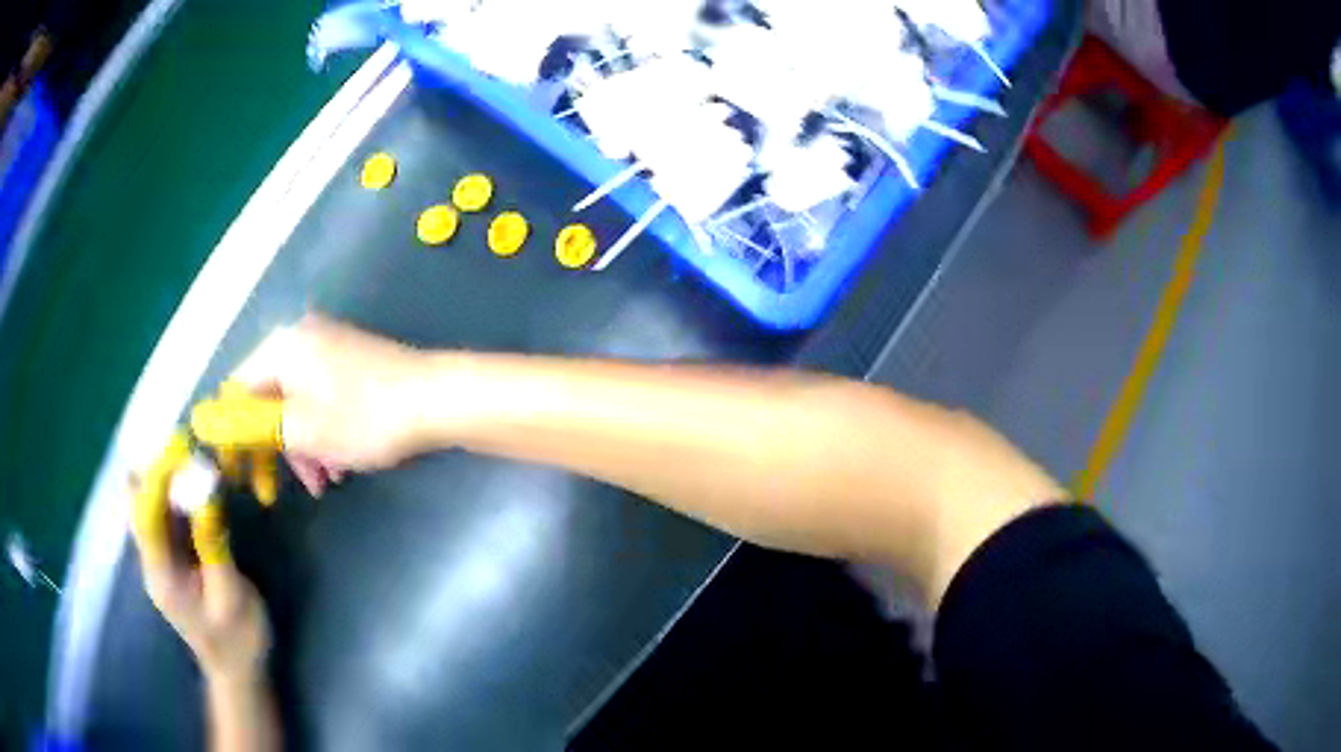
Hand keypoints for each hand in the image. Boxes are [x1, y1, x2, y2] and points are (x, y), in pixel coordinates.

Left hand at [131, 466, 269, 683]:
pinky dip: (175, 491)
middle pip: (140, 502)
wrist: (237, 670)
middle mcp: (151, 558)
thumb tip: (205, 494)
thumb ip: (214, 547)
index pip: (146, 514)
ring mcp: (159, 556)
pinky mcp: (171, 554)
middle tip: (186, 445)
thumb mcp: (231, 598)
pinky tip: (192, 480)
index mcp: (161, 574)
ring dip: (166, 476)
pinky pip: (164, 513)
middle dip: (158, 469)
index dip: (158, 476)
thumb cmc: (237, 639)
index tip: (180, 445)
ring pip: (150, 503)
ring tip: (191, 455)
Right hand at [229, 315, 443, 495]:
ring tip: (329, 479)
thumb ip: (255, 427)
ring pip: (299, 405)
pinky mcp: (353, 363)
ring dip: (307, 447)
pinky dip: (326, 433)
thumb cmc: (363, 417)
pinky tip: (343, 463)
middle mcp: (301, 339)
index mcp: (282, 347)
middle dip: (281, 447)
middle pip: (270, 398)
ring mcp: (330, 348)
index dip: (234, 433)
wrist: (437, 398)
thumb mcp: (302, 431)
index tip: (242, 471)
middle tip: (299, 483)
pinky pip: (323, 400)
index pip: (238, 389)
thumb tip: (220, 423)